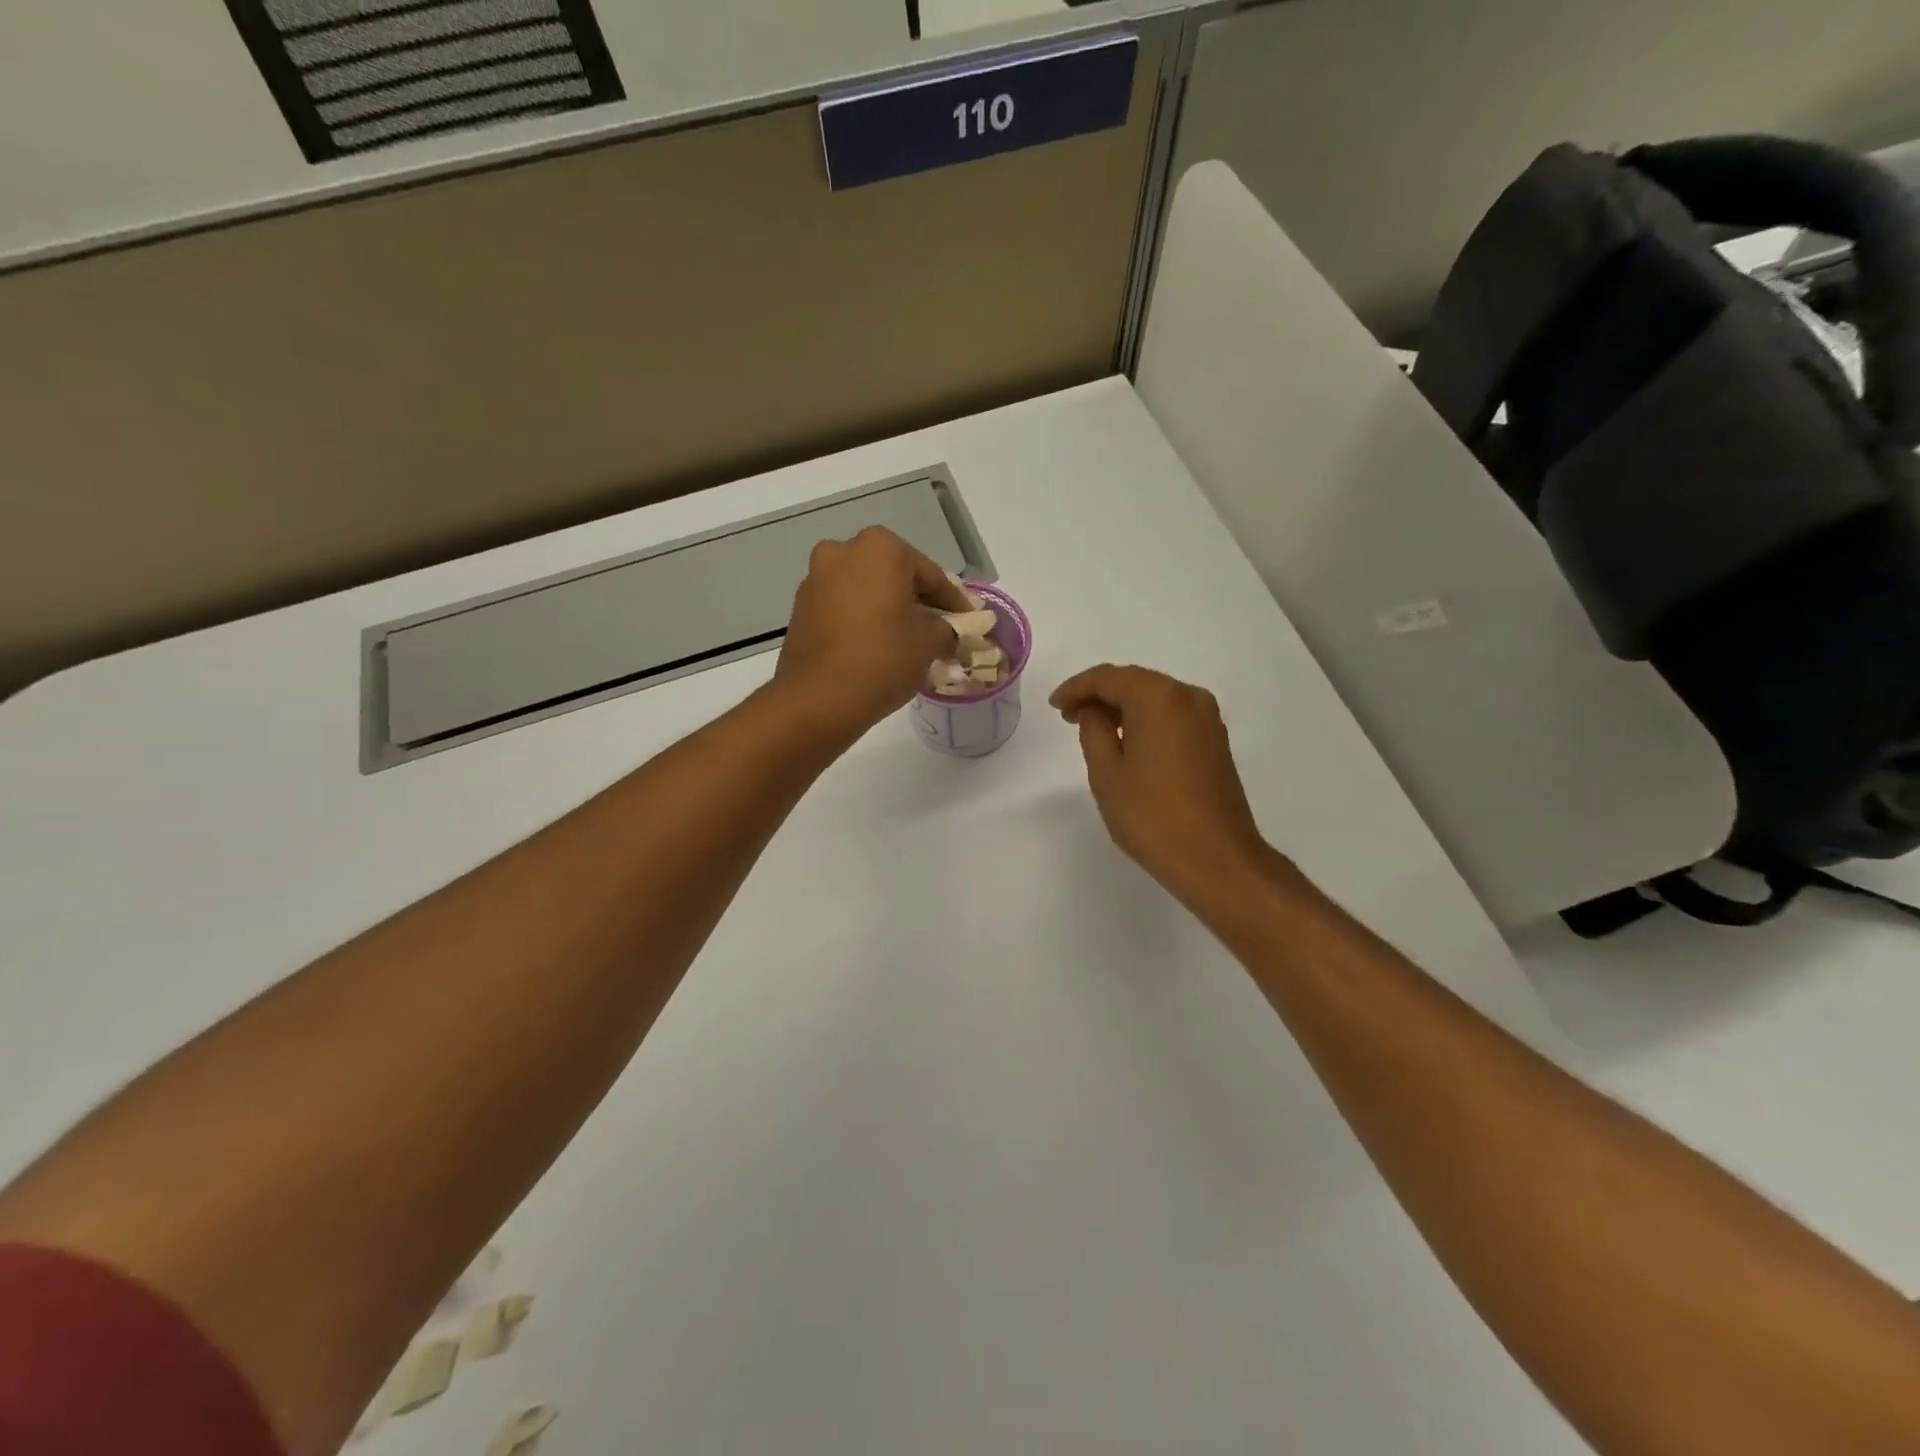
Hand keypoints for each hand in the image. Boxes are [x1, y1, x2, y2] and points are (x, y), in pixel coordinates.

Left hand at [773, 527, 972, 738]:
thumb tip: (950, 630)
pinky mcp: (801, 607)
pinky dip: (863, 619)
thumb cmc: (883, 659)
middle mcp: (843, 551)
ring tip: (909, 640)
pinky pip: (844, 607)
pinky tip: (878, 645)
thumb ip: (948, 628)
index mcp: (880, 548)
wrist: (818, 699)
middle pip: (895, 576)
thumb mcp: (930, 642)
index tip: (970, 620)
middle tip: (940, 628)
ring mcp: (817, 578)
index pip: (931, 575)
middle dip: (918, 600)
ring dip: (888, 609)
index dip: (954, 601)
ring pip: (867, 590)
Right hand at [1051, 665, 1273, 905]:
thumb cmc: (1152, 815)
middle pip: (1135, 682)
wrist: (1215, 858)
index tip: (1054, 705)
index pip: (1108, 677)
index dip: (1076, 687)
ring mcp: (1208, 718)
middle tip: (1068, 715)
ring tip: (1093, 729)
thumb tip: (1095, 712)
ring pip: (1155, 698)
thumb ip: (1093, 731)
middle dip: (1099, 695)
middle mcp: (1188, 696)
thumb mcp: (1106, 772)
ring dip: (1123, 707)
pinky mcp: (1215, 741)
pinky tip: (1128, 741)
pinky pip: (1172, 716)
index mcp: (1159, 697)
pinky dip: (1146, 720)